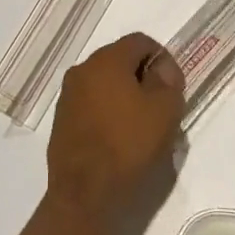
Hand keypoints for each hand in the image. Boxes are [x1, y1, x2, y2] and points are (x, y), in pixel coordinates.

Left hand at [44, 32, 184, 226]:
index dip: (162, 58)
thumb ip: (168, 81)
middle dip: (143, 77)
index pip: (141, 41)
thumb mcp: (165, 110)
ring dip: (124, 96)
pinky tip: (118, 139)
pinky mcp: (61, 120)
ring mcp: (68, 95)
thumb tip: (161, 70)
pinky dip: (107, 113)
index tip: (173, 86)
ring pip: (105, 83)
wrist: (84, 193)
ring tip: (141, 126)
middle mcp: (83, 69)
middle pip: (120, 60)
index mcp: (107, 59)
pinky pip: (91, 104)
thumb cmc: (128, 145)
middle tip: (160, 106)